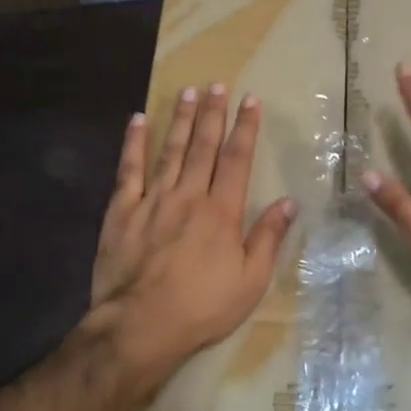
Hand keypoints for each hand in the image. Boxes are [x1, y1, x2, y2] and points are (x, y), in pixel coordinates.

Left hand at [88, 84, 296, 408]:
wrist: (140, 326)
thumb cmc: (202, 307)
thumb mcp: (250, 281)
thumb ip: (268, 238)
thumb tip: (289, 202)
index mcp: (222, 211)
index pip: (237, 159)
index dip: (245, 128)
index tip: (250, 100)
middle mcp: (189, 196)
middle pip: (203, 146)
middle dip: (212, 113)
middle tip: (216, 84)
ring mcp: (152, 200)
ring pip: (169, 150)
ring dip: (180, 119)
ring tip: (187, 92)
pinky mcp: (121, 211)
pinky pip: (128, 170)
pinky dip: (133, 143)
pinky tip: (137, 120)